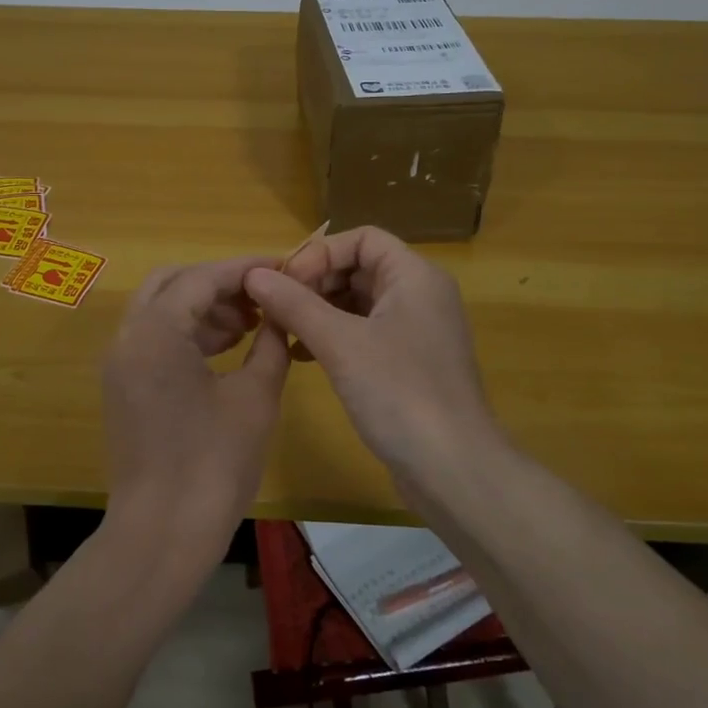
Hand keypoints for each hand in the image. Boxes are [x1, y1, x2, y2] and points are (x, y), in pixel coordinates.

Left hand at [101, 256, 291, 570]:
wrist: (162, 534)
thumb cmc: (214, 464)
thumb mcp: (255, 397)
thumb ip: (270, 343)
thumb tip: (280, 314)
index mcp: (156, 332)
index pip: (202, 277)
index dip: (244, 270)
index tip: (282, 268)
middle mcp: (128, 338)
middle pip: (172, 284)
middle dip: (218, 284)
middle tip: (261, 298)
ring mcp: (120, 364)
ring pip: (161, 310)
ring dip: (203, 308)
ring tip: (251, 325)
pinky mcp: (123, 388)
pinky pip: (154, 340)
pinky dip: (188, 334)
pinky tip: (226, 350)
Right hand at [242, 227, 503, 481]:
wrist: (452, 469)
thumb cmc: (399, 392)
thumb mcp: (340, 343)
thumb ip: (295, 304)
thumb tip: (254, 274)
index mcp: (414, 276)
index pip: (362, 239)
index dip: (320, 253)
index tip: (286, 283)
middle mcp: (420, 295)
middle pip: (359, 268)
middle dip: (315, 283)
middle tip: (276, 308)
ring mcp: (417, 331)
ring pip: (359, 302)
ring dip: (319, 311)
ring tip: (282, 332)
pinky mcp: (409, 364)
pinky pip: (365, 333)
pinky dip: (334, 336)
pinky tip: (303, 356)